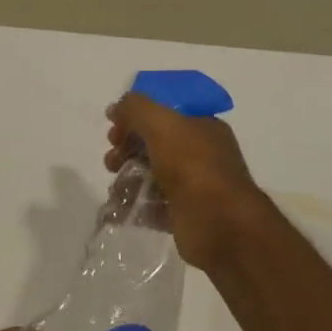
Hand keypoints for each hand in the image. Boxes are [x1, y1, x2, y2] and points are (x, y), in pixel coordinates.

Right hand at [106, 92, 265, 270]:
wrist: (219, 222)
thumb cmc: (192, 165)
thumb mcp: (161, 123)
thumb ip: (135, 108)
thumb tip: (116, 109)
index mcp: (201, 126)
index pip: (163, 114)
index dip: (135, 119)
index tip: (114, 130)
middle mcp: (200, 154)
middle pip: (153, 146)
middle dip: (126, 151)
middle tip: (112, 162)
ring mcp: (192, 186)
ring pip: (149, 177)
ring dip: (126, 180)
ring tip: (117, 191)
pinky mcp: (183, 214)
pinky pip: (152, 206)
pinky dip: (134, 206)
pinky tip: (120, 211)